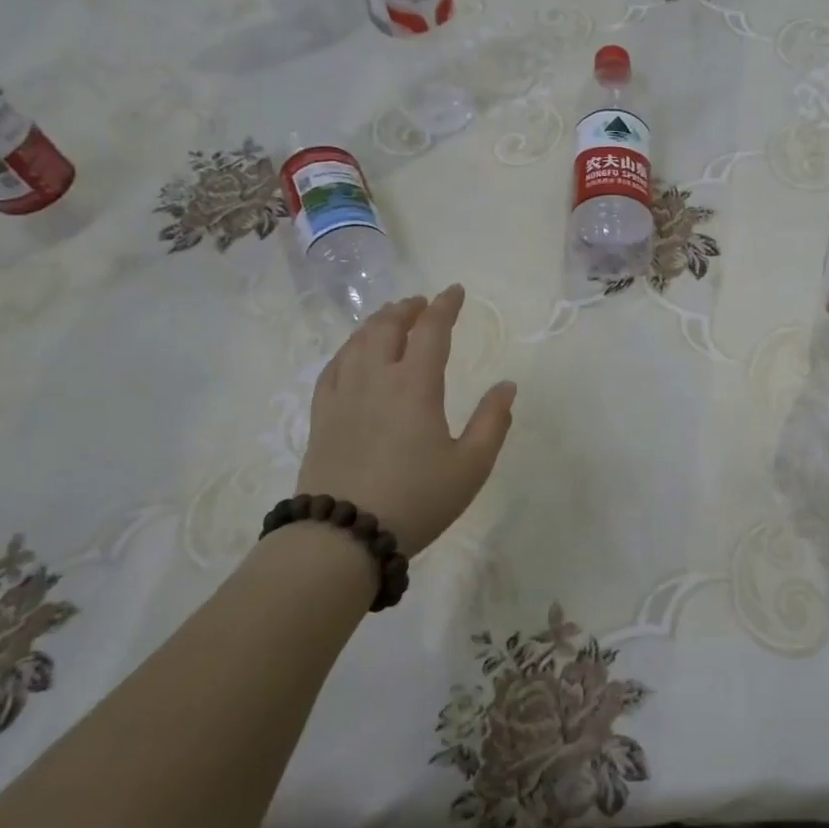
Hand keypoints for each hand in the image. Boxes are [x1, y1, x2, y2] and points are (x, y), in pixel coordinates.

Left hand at [295, 286, 516, 557]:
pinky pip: (333, 367)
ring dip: (377, 323)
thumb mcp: (470, 466)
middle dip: (407, 308)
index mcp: (415, 385)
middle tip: (421, 303)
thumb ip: (492, 422)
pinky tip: (353, 354)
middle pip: (387, 327)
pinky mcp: (321, 415)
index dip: (445, 306)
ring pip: (357, 342)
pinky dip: (349, 349)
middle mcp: (376, 378)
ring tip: (390, 319)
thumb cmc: (416, 499)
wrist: (343, 536)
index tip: (455, 291)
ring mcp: (343, 395)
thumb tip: (507, 386)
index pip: (431, 330)